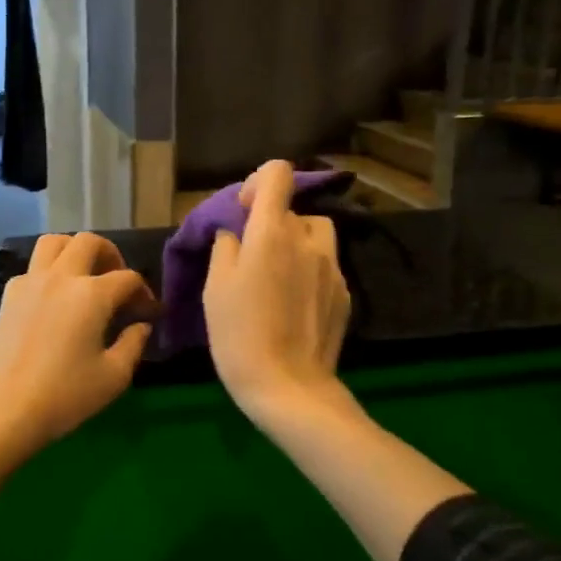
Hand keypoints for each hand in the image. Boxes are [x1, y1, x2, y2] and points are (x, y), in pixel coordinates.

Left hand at [0, 232, 155, 461]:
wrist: (2, 411)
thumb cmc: (64, 396)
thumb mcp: (114, 377)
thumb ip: (134, 344)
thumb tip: (141, 325)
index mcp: (91, 294)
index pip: (128, 278)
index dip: (144, 293)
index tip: (148, 314)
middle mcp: (61, 277)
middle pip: (89, 242)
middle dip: (111, 255)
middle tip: (118, 282)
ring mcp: (30, 282)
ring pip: (54, 242)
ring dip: (75, 250)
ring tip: (85, 277)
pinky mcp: (9, 296)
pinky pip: (33, 267)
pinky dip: (49, 271)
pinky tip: (55, 299)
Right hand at [204, 160, 351, 424]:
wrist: (288, 387)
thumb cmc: (239, 334)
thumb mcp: (215, 288)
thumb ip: (226, 248)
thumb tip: (236, 234)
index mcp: (272, 233)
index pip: (278, 174)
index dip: (259, 182)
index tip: (245, 211)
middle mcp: (308, 240)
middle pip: (292, 210)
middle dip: (272, 225)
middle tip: (252, 259)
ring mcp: (332, 266)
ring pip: (315, 234)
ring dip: (296, 243)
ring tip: (277, 277)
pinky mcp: (344, 293)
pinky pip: (325, 265)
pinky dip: (309, 271)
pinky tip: (294, 305)